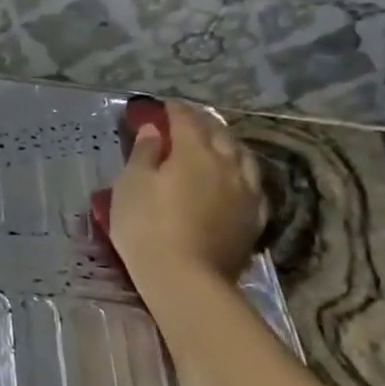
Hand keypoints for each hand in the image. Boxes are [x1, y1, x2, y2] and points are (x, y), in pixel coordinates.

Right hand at [108, 100, 267, 291]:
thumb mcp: (130, 185)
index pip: (186, 120)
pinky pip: (252, 185)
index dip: (173, 110)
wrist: (185, 279)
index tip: (162, 106)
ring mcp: (246, 192)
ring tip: (214, 146)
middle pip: (218, 134)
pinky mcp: (254, 219)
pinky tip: (234, 180)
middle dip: (202, 124)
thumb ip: (144, 153)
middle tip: (186, 123)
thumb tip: (154, 131)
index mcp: (194, 152)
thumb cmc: (147, 227)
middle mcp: (227, 164)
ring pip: (241, 157)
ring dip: (226, 146)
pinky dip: (240, 174)